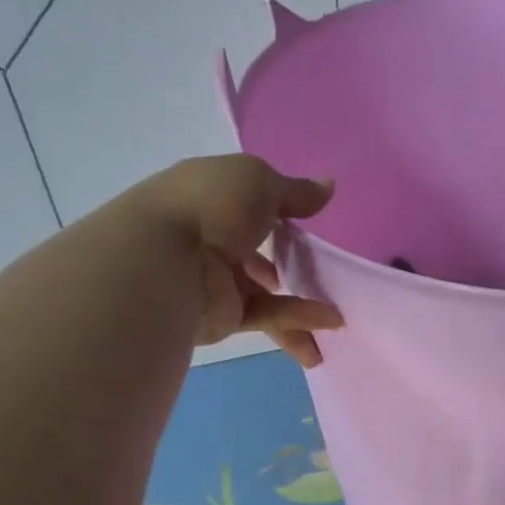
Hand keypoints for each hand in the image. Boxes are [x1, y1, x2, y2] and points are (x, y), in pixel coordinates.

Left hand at [141, 154, 343, 368]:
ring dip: (302, 303)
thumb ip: (296, 191)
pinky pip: (267, 316)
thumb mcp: (259, 182)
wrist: (164, 264)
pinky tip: (329, 322)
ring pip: (265, 292)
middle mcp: (209, 236)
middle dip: (290, 263)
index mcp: (210, 196)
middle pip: (257, 250)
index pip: (247, 202)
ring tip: (340, 315)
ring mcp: (214, 280)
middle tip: (327, 271)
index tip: (310, 221)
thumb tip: (327, 186)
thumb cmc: (211, 207)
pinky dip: (298, 319)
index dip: (279, 210)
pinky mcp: (222, 317)